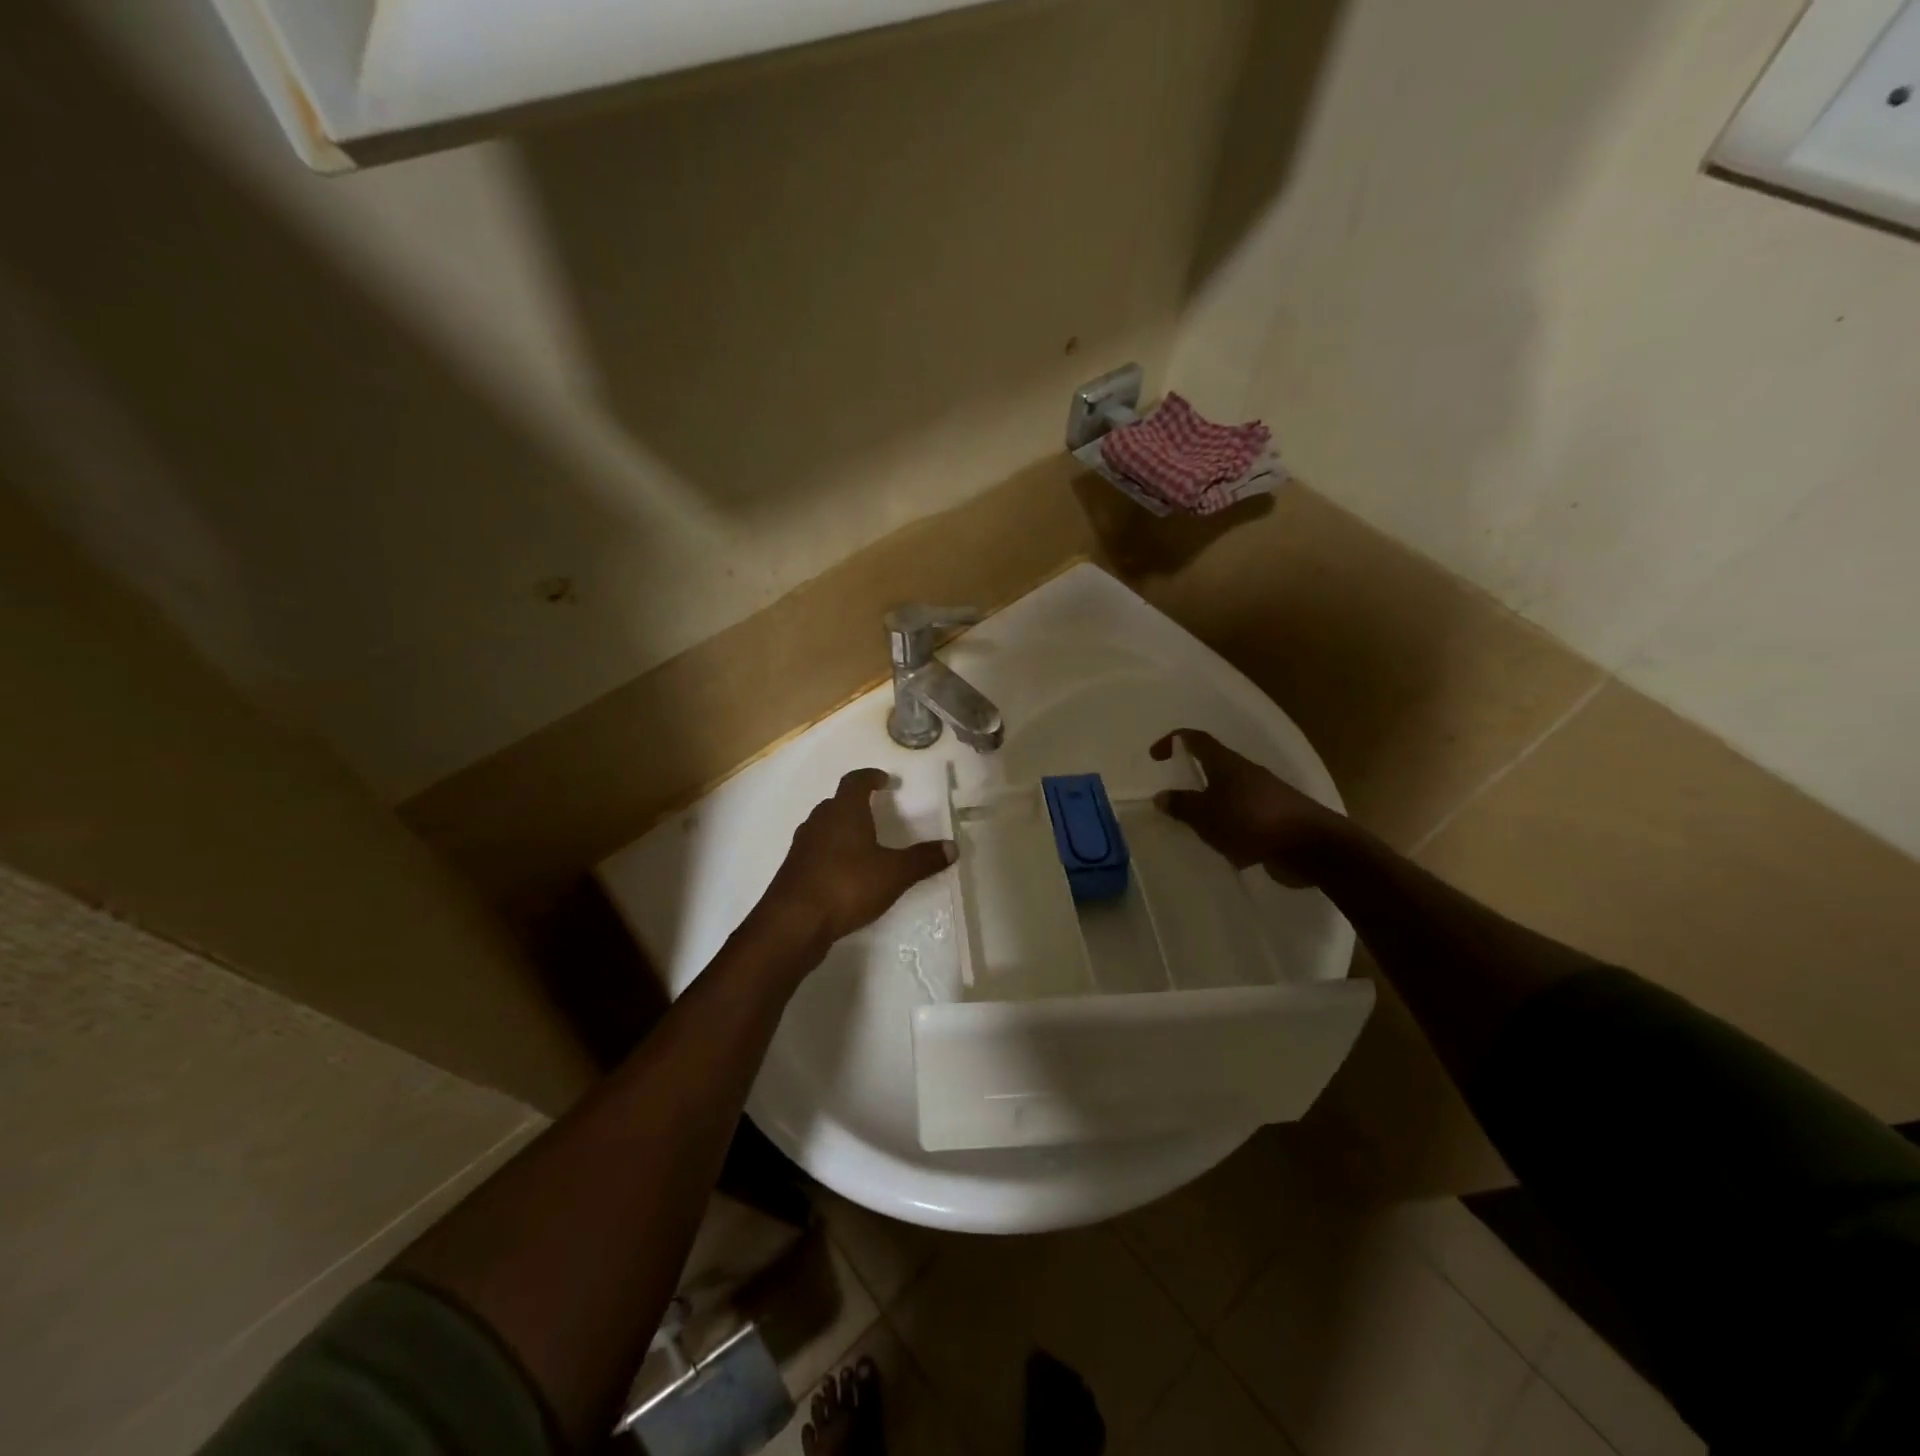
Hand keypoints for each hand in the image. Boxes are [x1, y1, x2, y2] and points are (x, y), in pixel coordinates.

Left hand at [762, 769, 956, 950]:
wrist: (793, 922)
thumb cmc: (847, 885)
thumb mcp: (894, 873)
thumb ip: (923, 859)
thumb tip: (952, 847)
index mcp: (844, 811)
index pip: (855, 781)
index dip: (871, 777)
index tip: (885, 780)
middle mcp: (819, 821)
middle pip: (837, 803)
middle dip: (857, 804)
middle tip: (876, 810)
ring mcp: (802, 846)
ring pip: (825, 827)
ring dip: (842, 829)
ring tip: (863, 842)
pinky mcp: (794, 870)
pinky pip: (817, 851)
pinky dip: (832, 853)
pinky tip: (845, 873)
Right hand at [1151, 729, 1358, 886]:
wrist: (1312, 846)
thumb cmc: (1252, 822)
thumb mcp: (1206, 816)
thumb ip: (1182, 806)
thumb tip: (1161, 796)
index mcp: (1227, 764)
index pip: (1196, 740)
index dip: (1173, 741)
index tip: (1155, 757)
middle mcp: (1246, 773)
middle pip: (1214, 766)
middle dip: (1193, 779)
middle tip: (1175, 799)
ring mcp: (1265, 795)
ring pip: (1229, 793)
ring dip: (1212, 806)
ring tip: (1197, 828)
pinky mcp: (1276, 818)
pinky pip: (1244, 816)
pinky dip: (1230, 826)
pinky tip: (1226, 847)